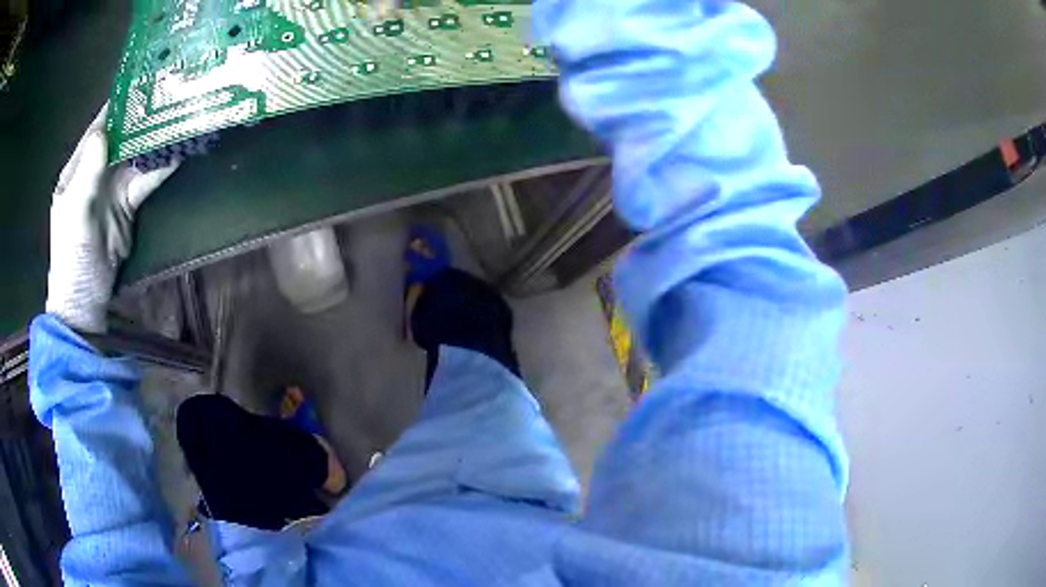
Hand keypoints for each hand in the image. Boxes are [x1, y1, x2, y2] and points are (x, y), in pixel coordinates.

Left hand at [45, 104, 179, 332]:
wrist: (86, 299)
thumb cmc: (72, 257)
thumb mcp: (75, 215)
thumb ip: (87, 174)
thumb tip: (104, 131)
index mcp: (78, 169)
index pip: (98, 128)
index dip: (117, 105)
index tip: (140, 81)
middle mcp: (97, 171)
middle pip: (122, 136)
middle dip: (142, 115)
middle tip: (169, 91)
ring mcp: (114, 187)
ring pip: (137, 154)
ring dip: (156, 137)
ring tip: (180, 113)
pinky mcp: (129, 204)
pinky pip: (147, 178)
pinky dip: (162, 166)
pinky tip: (179, 150)